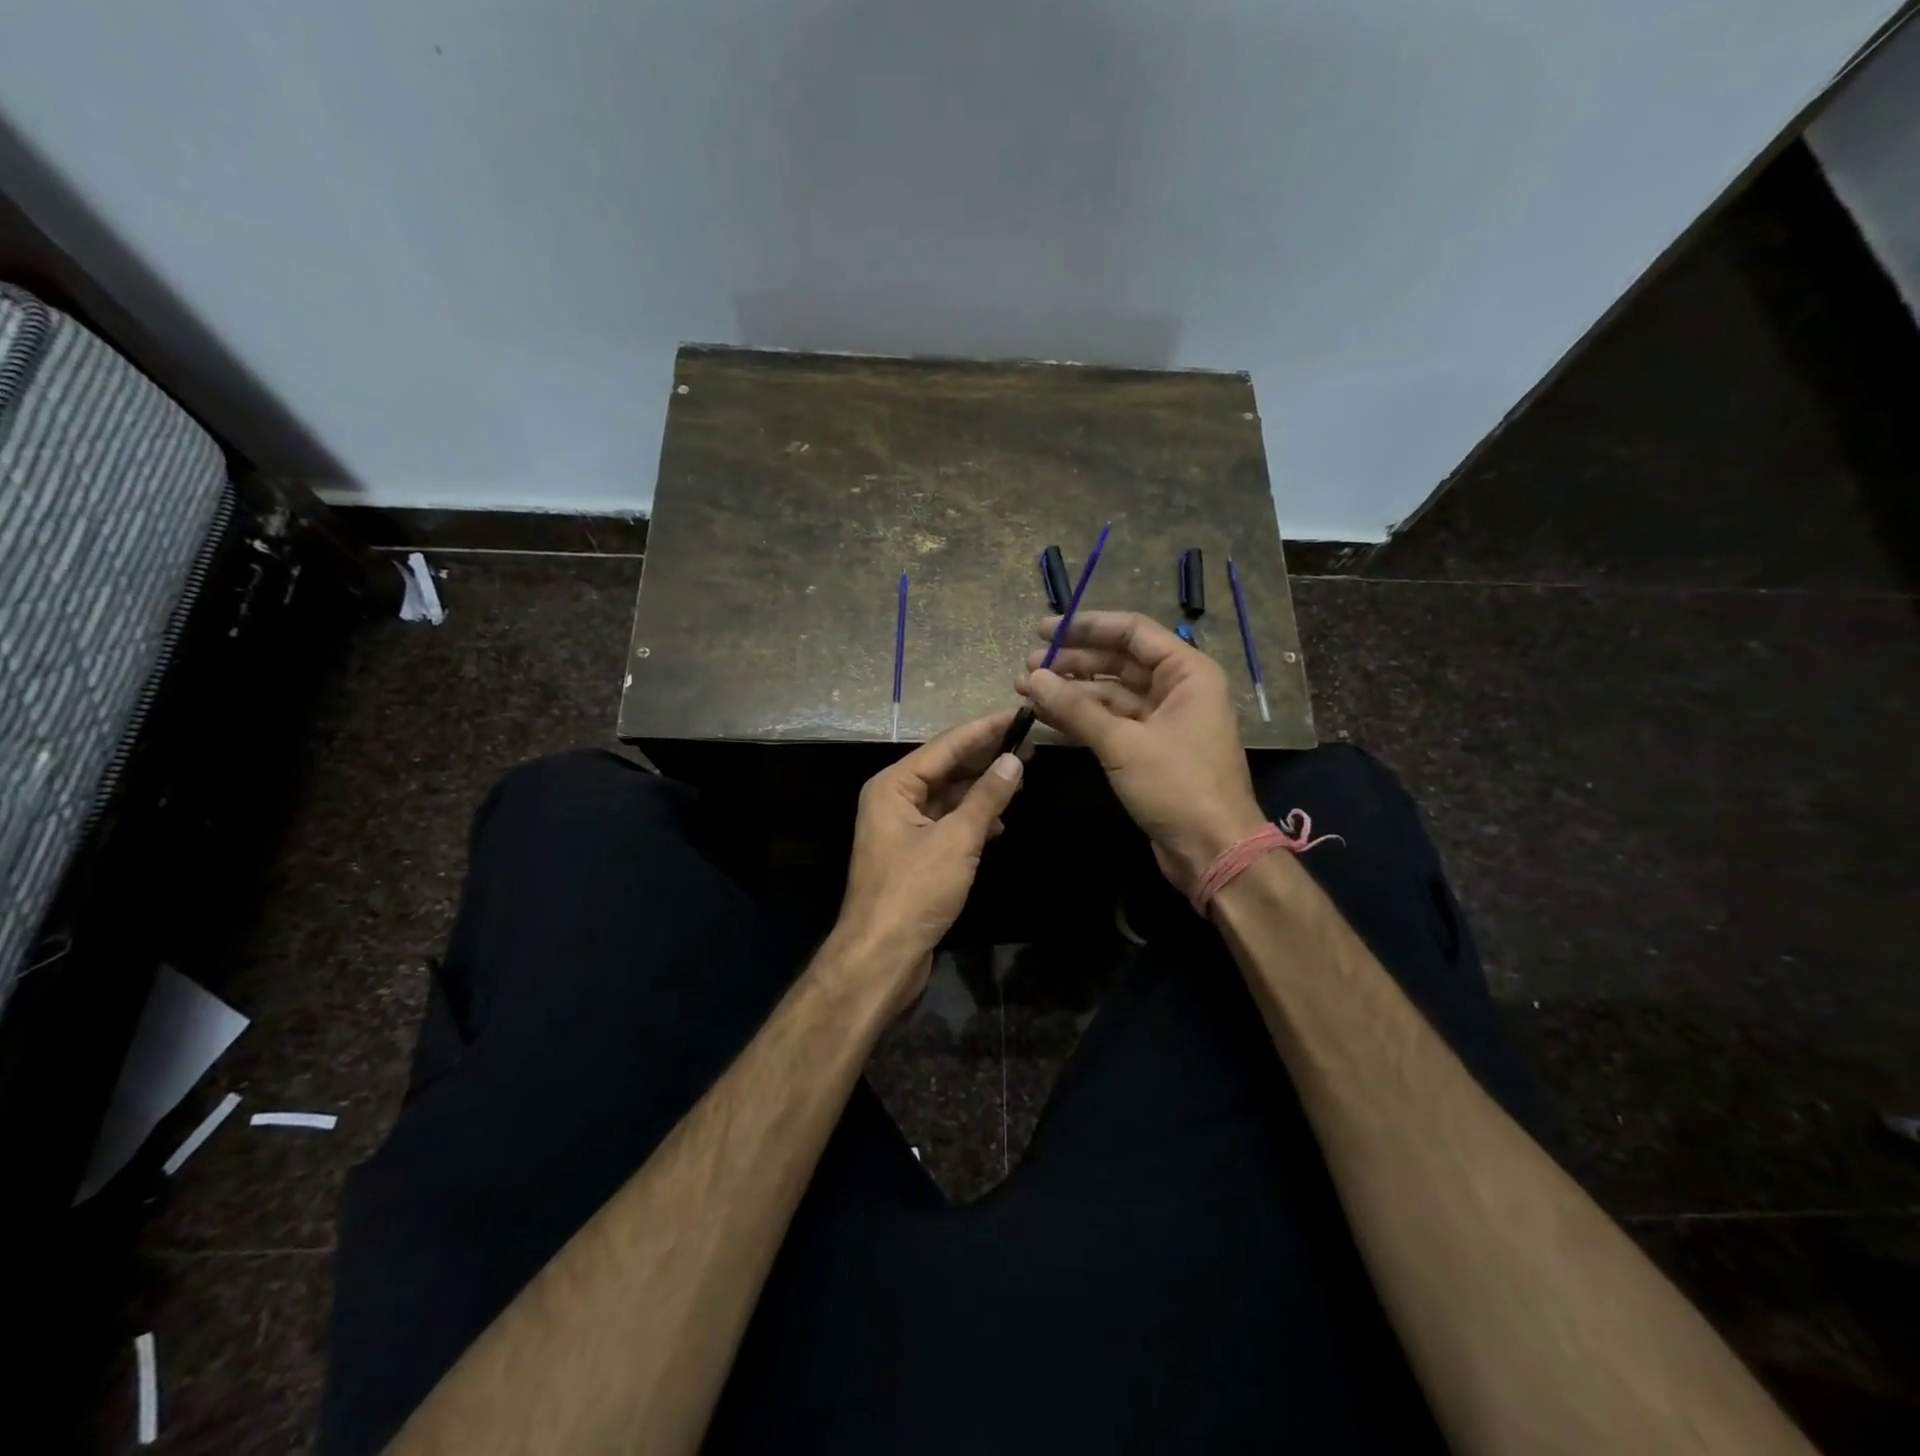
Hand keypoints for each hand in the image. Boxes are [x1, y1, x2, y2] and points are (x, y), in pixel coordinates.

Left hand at [830, 710, 1025, 1011]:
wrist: (881, 955)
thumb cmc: (915, 891)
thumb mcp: (957, 840)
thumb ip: (986, 798)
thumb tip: (1014, 761)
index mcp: (893, 785)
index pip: (946, 746)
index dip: (984, 729)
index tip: (1018, 714)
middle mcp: (893, 798)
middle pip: (945, 767)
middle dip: (985, 757)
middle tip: (1028, 743)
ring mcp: (901, 826)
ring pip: (947, 795)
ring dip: (981, 788)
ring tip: (1020, 775)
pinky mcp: (912, 852)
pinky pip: (945, 821)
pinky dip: (971, 818)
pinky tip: (999, 821)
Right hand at [1018, 611, 1266, 891]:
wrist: (1213, 850)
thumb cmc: (1178, 786)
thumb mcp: (1123, 743)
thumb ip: (1076, 708)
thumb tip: (1032, 678)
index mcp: (1186, 673)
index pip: (1132, 633)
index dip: (1086, 627)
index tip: (1043, 630)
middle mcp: (1177, 689)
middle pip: (1118, 662)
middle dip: (1071, 663)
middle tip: (1026, 667)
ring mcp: (1163, 721)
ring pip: (1110, 695)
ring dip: (1070, 693)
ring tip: (1026, 691)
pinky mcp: (1149, 749)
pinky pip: (1111, 723)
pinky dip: (1080, 719)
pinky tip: (1046, 717)